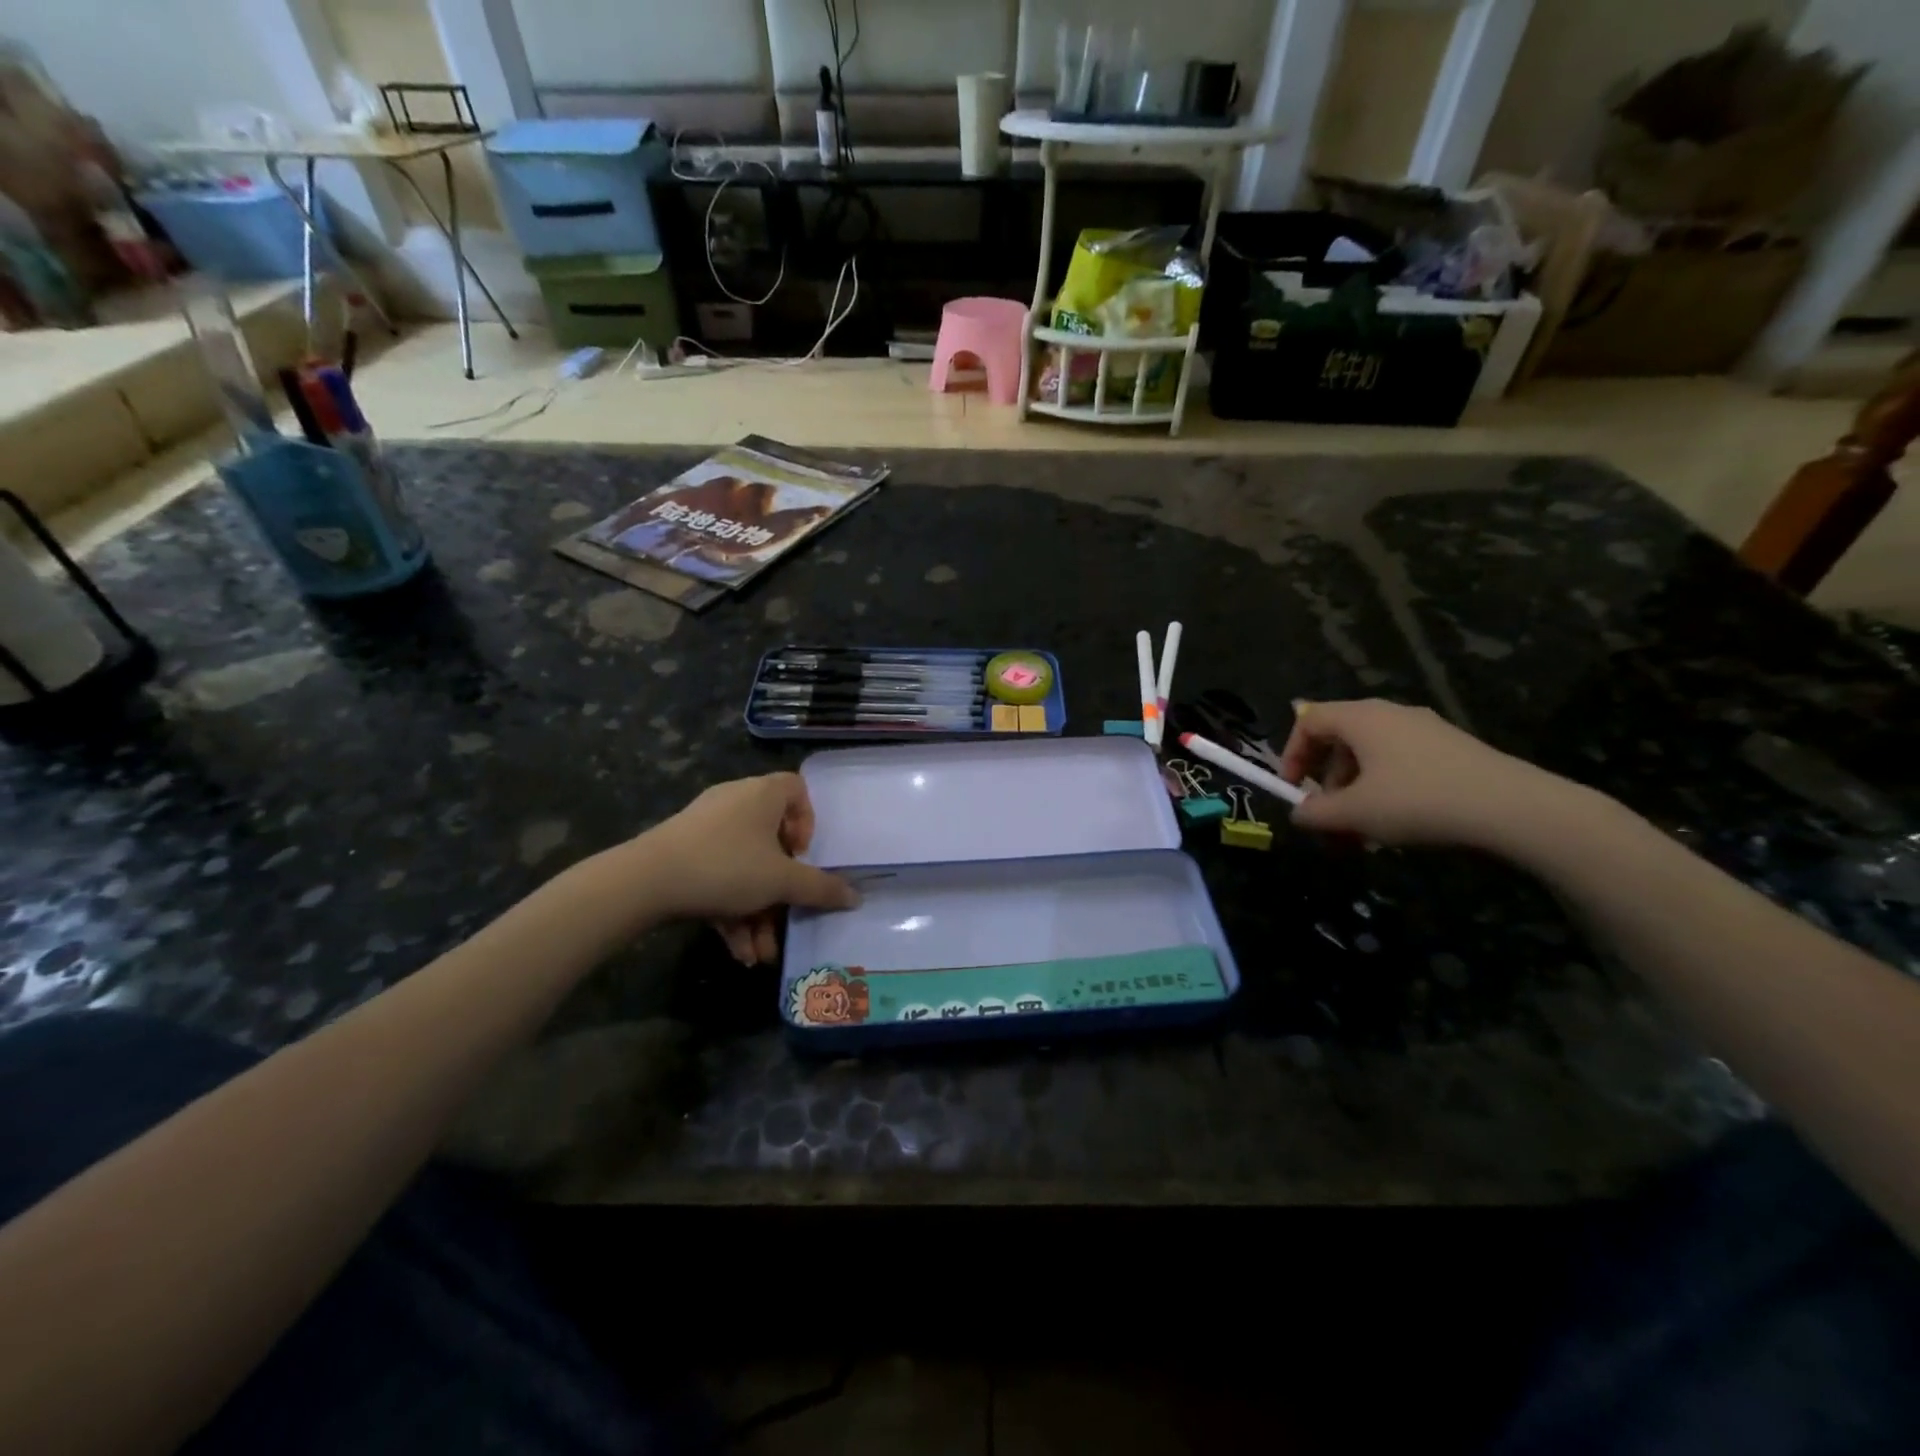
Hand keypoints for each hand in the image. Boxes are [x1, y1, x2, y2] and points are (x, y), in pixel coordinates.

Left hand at [636, 773, 858, 962]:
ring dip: (757, 912)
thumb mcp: (781, 881)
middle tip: (786, 916)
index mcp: (762, 795)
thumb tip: (856, 897)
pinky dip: (731, 910)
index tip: (803, 854)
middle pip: (772, 841)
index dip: (808, 821)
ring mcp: (706, 827)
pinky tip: (737, 950)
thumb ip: (821, 889)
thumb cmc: (726, 866)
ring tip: (760, 954)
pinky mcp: (683, 853)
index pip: (797, 789)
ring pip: (745, 869)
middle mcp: (736, 803)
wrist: (645, 881)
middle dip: (781, 890)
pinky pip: (718, 877)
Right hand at [1279, 699, 1592, 851]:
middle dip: (1324, 780)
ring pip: (1371, 755)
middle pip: (1339, 738)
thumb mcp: (1355, 813)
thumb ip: (1315, 812)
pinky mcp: (1452, 749)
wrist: (1514, 808)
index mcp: (1362, 718)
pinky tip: (1398, 823)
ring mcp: (1425, 730)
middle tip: (1328, 817)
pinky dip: (1385, 790)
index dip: (1291, 753)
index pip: (1308, 720)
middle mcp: (1391, 714)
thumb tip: (1299, 812)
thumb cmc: (1419, 801)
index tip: (1292, 790)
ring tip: (1361, 831)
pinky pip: (1401, 763)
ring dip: (1354, 791)